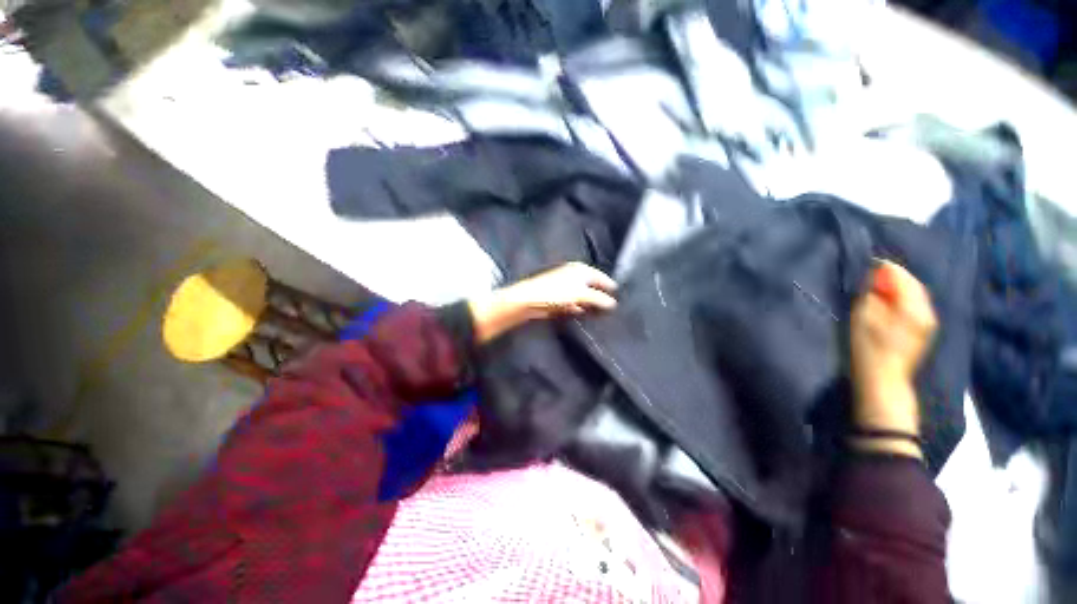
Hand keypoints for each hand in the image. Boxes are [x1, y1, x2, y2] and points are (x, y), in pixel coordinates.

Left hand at [469, 262, 617, 343]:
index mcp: (579, 269)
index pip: (599, 276)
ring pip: (582, 295)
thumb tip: (612, 303)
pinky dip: (578, 307)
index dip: (608, 284)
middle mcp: (573, 276)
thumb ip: (598, 298)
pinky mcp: (557, 298)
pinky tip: (582, 313)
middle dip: (600, 295)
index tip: (618, 293)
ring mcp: (564, 287)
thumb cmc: (555, 292)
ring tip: (601, 312)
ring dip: (589, 303)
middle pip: (591, 285)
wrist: (528, 301)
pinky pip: (573, 303)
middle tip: (612, 305)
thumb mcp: (581, 294)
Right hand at [850, 260, 937, 457]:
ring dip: (897, 288)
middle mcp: (927, 313)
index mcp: (914, 308)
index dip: (885, 268)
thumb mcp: (863, 318)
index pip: (902, 277)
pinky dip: (901, 299)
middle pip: (913, 285)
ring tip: (877, 289)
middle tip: (871, 275)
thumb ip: (870, 294)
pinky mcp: (922, 332)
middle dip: (893, 277)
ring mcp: (927, 324)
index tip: (868, 263)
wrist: (883, 382)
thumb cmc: (869, 349)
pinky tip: (887, 304)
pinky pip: (914, 306)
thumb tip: (873, 278)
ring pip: (915, 296)